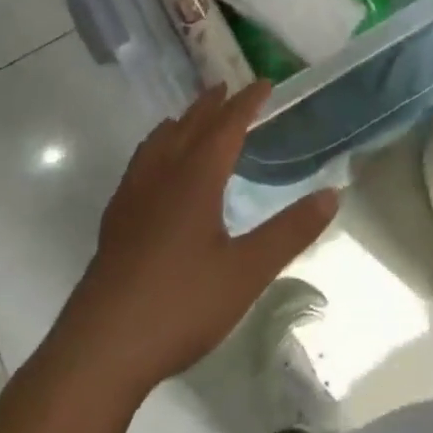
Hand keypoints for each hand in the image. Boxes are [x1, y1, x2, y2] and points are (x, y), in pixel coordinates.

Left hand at [59, 83, 338, 396]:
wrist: (101, 349)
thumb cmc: (181, 305)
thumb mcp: (247, 271)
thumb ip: (290, 231)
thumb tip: (331, 193)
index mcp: (196, 177)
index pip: (227, 125)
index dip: (247, 102)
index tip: (265, 83)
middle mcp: (163, 174)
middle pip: (190, 125)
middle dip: (213, 104)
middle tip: (229, 88)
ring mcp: (133, 196)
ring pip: (159, 141)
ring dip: (181, 122)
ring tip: (191, 118)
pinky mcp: (116, 220)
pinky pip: (140, 163)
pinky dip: (156, 148)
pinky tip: (155, 171)